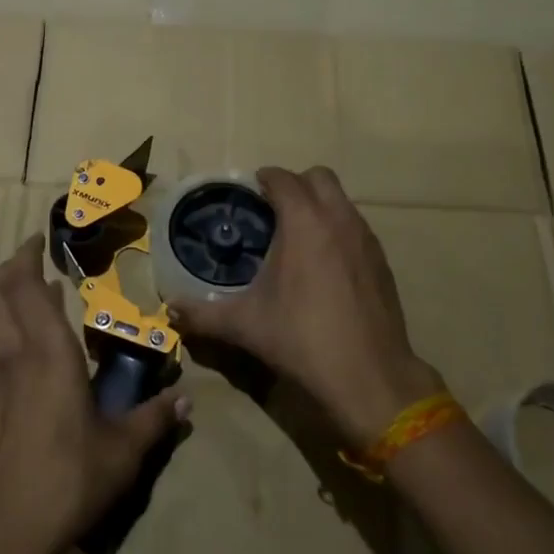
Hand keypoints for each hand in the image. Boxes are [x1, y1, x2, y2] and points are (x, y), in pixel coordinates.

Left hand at [0, 237, 187, 553]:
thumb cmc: (65, 482)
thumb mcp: (122, 453)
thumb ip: (154, 420)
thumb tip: (186, 399)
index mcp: (47, 357)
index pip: (27, 290)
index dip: (27, 258)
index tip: (40, 239)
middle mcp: (15, 359)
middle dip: (9, 268)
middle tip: (33, 255)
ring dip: (5, 296)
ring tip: (36, 291)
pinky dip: (7, 329)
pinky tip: (34, 350)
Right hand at [170, 166, 443, 445]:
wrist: (370, 377)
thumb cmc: (302, 339)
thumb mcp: (245, 325)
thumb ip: (202, 314)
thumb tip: (170, 310)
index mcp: (304, 222)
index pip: (283, 178)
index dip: (264, 179)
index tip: (248, 193)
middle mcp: (339, 219)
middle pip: (319, 177)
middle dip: (295, 185)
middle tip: (273, 210)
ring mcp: (366, 239)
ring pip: (342, 201)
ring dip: (319, 206)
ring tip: (297, 237)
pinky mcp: (383, 262)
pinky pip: (356, 228)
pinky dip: (338, 230)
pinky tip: (324, 266)